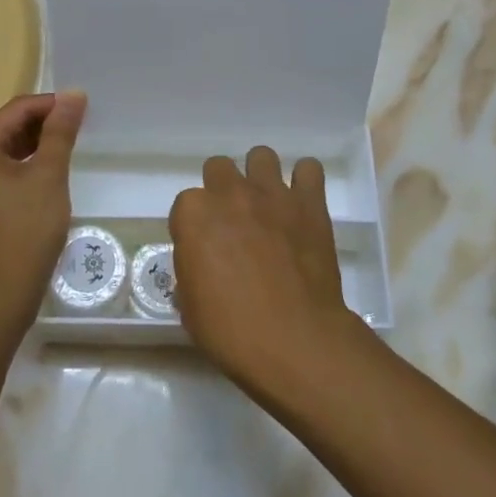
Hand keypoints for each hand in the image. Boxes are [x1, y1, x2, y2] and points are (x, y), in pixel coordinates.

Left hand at [0, 91, 84, 332]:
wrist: (0, 295)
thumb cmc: (25, 230)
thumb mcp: (48, 176)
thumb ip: (60, 132)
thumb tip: (73, 94)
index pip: (17, 109)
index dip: (51, 104)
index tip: (84, 109)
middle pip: (10, 126)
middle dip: (45, 122)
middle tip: (82, 127)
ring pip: (9, 150)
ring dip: (39, 144)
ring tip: (72, 147)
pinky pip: (7, 171)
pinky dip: (30, 165)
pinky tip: (53, 174)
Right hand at [170, 147, 362, 392]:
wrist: (294, 340)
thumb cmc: (232, 331)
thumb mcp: (191, 308)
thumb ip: (191, 273)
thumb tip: (201, 269)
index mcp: (194, 215)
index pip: (185, 205)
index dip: (194, 227)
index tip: (203, 249)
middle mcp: (230, 193)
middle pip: (219, 169)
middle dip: (222, 191)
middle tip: (233, 223)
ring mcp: (272, 194)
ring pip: (261, 156)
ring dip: (260, 177)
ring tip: (267, 206)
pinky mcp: (310, 203)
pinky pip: (308, 169)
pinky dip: (304, 181)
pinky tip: (301, 203)